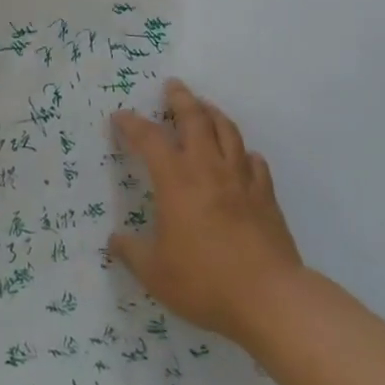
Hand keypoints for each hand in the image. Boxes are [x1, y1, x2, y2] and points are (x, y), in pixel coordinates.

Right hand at [108, 80, 302, 344]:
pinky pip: (255, 162)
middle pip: (195, 118)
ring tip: (205, 108)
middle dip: (181, 98)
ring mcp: (241, 179)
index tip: (121, 116)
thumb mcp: (156, 273)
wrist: (269, 298)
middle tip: (173, 86)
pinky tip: (242, 157)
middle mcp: (208, 168)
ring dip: (213, 113)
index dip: (132, 123)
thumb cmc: (205, 281)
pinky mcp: (266, 195)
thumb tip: (114, 240)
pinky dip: (244, 153)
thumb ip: (132, 252)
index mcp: (176, 180)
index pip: (149, 139)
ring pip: (227, 131)